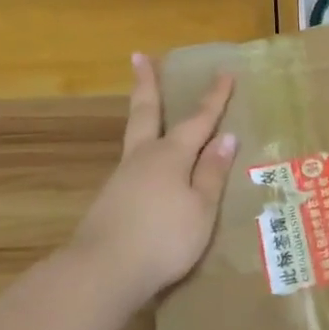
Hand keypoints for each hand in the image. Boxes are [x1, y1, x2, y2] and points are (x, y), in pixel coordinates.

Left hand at [70, 53, 238, 307]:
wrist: (102, 271)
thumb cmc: (163, 239)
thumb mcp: (201, 208)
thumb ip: (211, 173)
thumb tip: (225, 138)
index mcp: (170, 156)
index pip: (198, 120)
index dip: (213, 98)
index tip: (224, 73)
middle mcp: (143, 158)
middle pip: (146, 113)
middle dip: (147, 84)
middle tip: (138, 57)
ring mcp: (122, 178)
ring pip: (136, 137)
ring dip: (141, 114)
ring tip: (147, 105)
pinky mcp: (110, 200)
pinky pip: (133, 165)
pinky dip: (142, 152)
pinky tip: (146, 166)